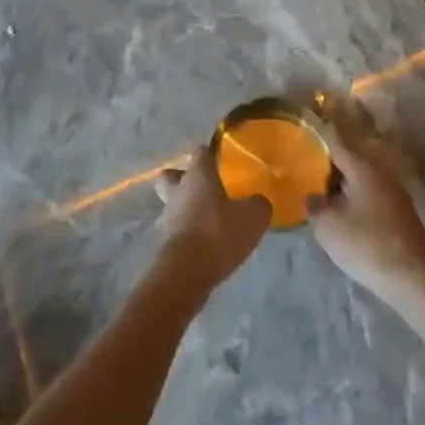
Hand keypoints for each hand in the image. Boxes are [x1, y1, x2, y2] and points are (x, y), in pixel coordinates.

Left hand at [154, 148, 271, 286]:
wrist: (186, 272)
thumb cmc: (219, 233)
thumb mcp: (253, 217)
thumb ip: (258, 204)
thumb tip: (257, 201)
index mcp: (198, 174)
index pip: (200, 152)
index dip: (211, 153)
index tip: (223, 160)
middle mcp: (179, 189)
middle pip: (173, 175)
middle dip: (185, 178)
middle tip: (206, 187)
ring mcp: (169, 215)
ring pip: (174, 201)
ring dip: (188, 206)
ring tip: (211, 218)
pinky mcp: (166, 240)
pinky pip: (178, 226)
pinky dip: (189, 229)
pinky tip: (208, 240)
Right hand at [304, 109, 424, 300]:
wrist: (414, 278)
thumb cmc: (367, 244)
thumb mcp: (328, 226)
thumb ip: (315, 206)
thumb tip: (314, 197)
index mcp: (362, 168)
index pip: (336, 141)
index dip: (318, 133)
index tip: (303, 127)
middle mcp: (380, 174)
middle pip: (348, 160)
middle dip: (326, 163)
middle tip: (302, 166)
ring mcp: (393, 194)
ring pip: (359, 180)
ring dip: (340, 184)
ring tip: (317, 192)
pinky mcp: (398, 214)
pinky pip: (368, 196)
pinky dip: (352, 199)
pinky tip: (340, 214)